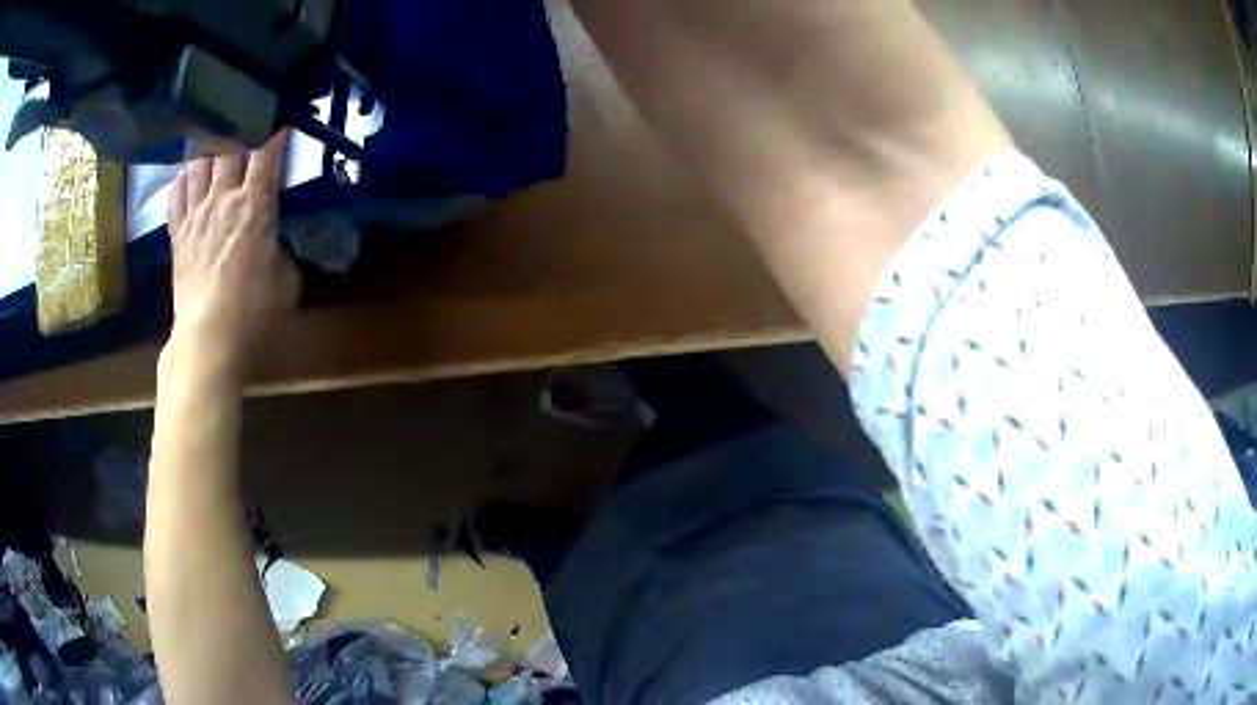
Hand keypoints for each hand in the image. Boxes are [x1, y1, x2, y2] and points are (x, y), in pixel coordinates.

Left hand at [166, 131, 298, 369]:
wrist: (208, 339)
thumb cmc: (254, 312)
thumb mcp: (287, 280)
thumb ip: (282, 249)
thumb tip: (274, 241)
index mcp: (254, 205)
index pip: (267, 154)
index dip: (276, 134)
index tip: (283, 122)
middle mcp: (222, 199)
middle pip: (229, 147)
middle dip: (241, 131)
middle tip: (247, 125)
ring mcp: (195, 215)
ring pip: (199, 163)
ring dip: (209, 149)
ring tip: (215, 143)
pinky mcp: (176, 235)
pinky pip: (176, 195)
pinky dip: (182, 180)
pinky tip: (187, 177)